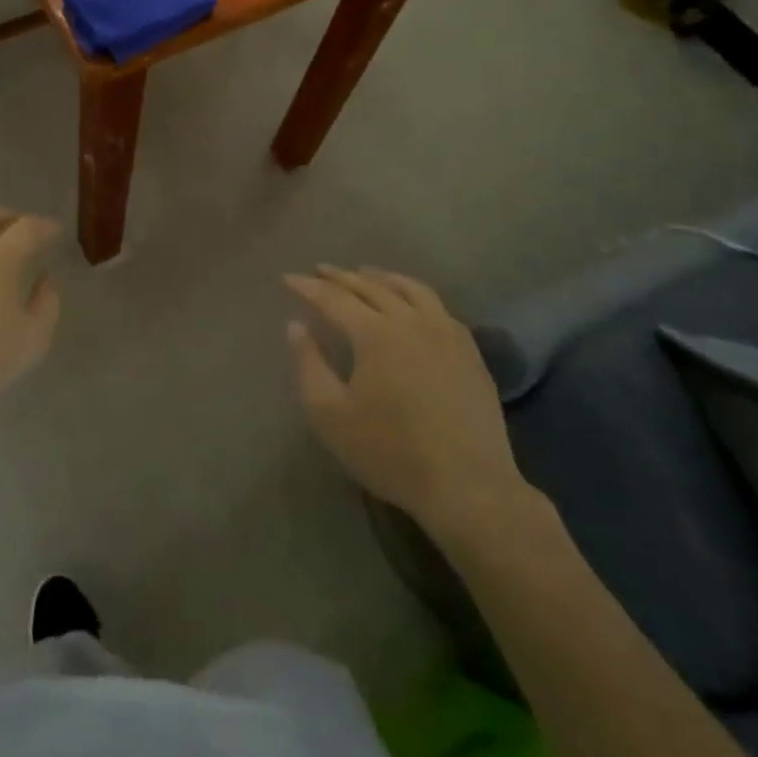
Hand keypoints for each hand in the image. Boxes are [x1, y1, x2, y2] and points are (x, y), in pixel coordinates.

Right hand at [286, 266, 536, 553]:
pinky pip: (439, 308)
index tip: (288, 278)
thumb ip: (308, 365)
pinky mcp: (470, 352)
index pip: (333, 298)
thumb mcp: (330, 415)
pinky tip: (412, 304)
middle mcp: (411, 321)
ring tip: (365, 274)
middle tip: (320, 270)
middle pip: (371, 287)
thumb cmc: (390, 452)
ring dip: (382, 277)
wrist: (468, 486)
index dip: (308, 286)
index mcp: (375, 333)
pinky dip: (416, 295)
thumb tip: (295, 325)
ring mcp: (446, 334)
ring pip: (410, 289)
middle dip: (341, 276)